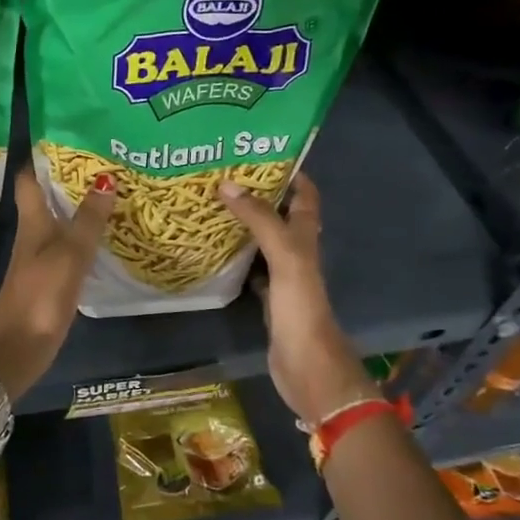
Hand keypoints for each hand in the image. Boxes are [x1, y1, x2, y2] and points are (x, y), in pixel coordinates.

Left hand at [0, 167, 115, 400]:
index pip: (29, 178)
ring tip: (108, 187)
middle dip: (66, 177)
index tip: (62, 133)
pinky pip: (66, 245)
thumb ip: (87, 220)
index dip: (40, 155)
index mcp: (31, 222)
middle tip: (99, 156)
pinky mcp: (48, 278)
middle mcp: (32, 234)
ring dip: (76, 205)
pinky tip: (101, 233)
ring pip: (57, 220)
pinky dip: (81, 233)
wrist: (16, 349)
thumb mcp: (68, 256)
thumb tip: (105, 178)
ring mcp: (39, 257)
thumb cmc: (39, 296)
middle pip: (45, 197)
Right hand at [220, 173, 374, 426]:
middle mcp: (298, 252)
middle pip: (281, 215)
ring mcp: (284, 277)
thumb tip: (227, 184)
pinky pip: (251, 269)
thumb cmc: (302, 308)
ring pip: (263, 241)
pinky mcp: (269, 299)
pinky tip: (213, 251)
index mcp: (307, 238)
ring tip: (211, 205)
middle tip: (222, 176)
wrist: (308, 367)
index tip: (258, 152)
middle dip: (258, 194)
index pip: (305, 195)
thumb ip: (260, 221)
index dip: (289, 172)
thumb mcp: (285, 256)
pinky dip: (236, 257)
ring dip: (244, 224)